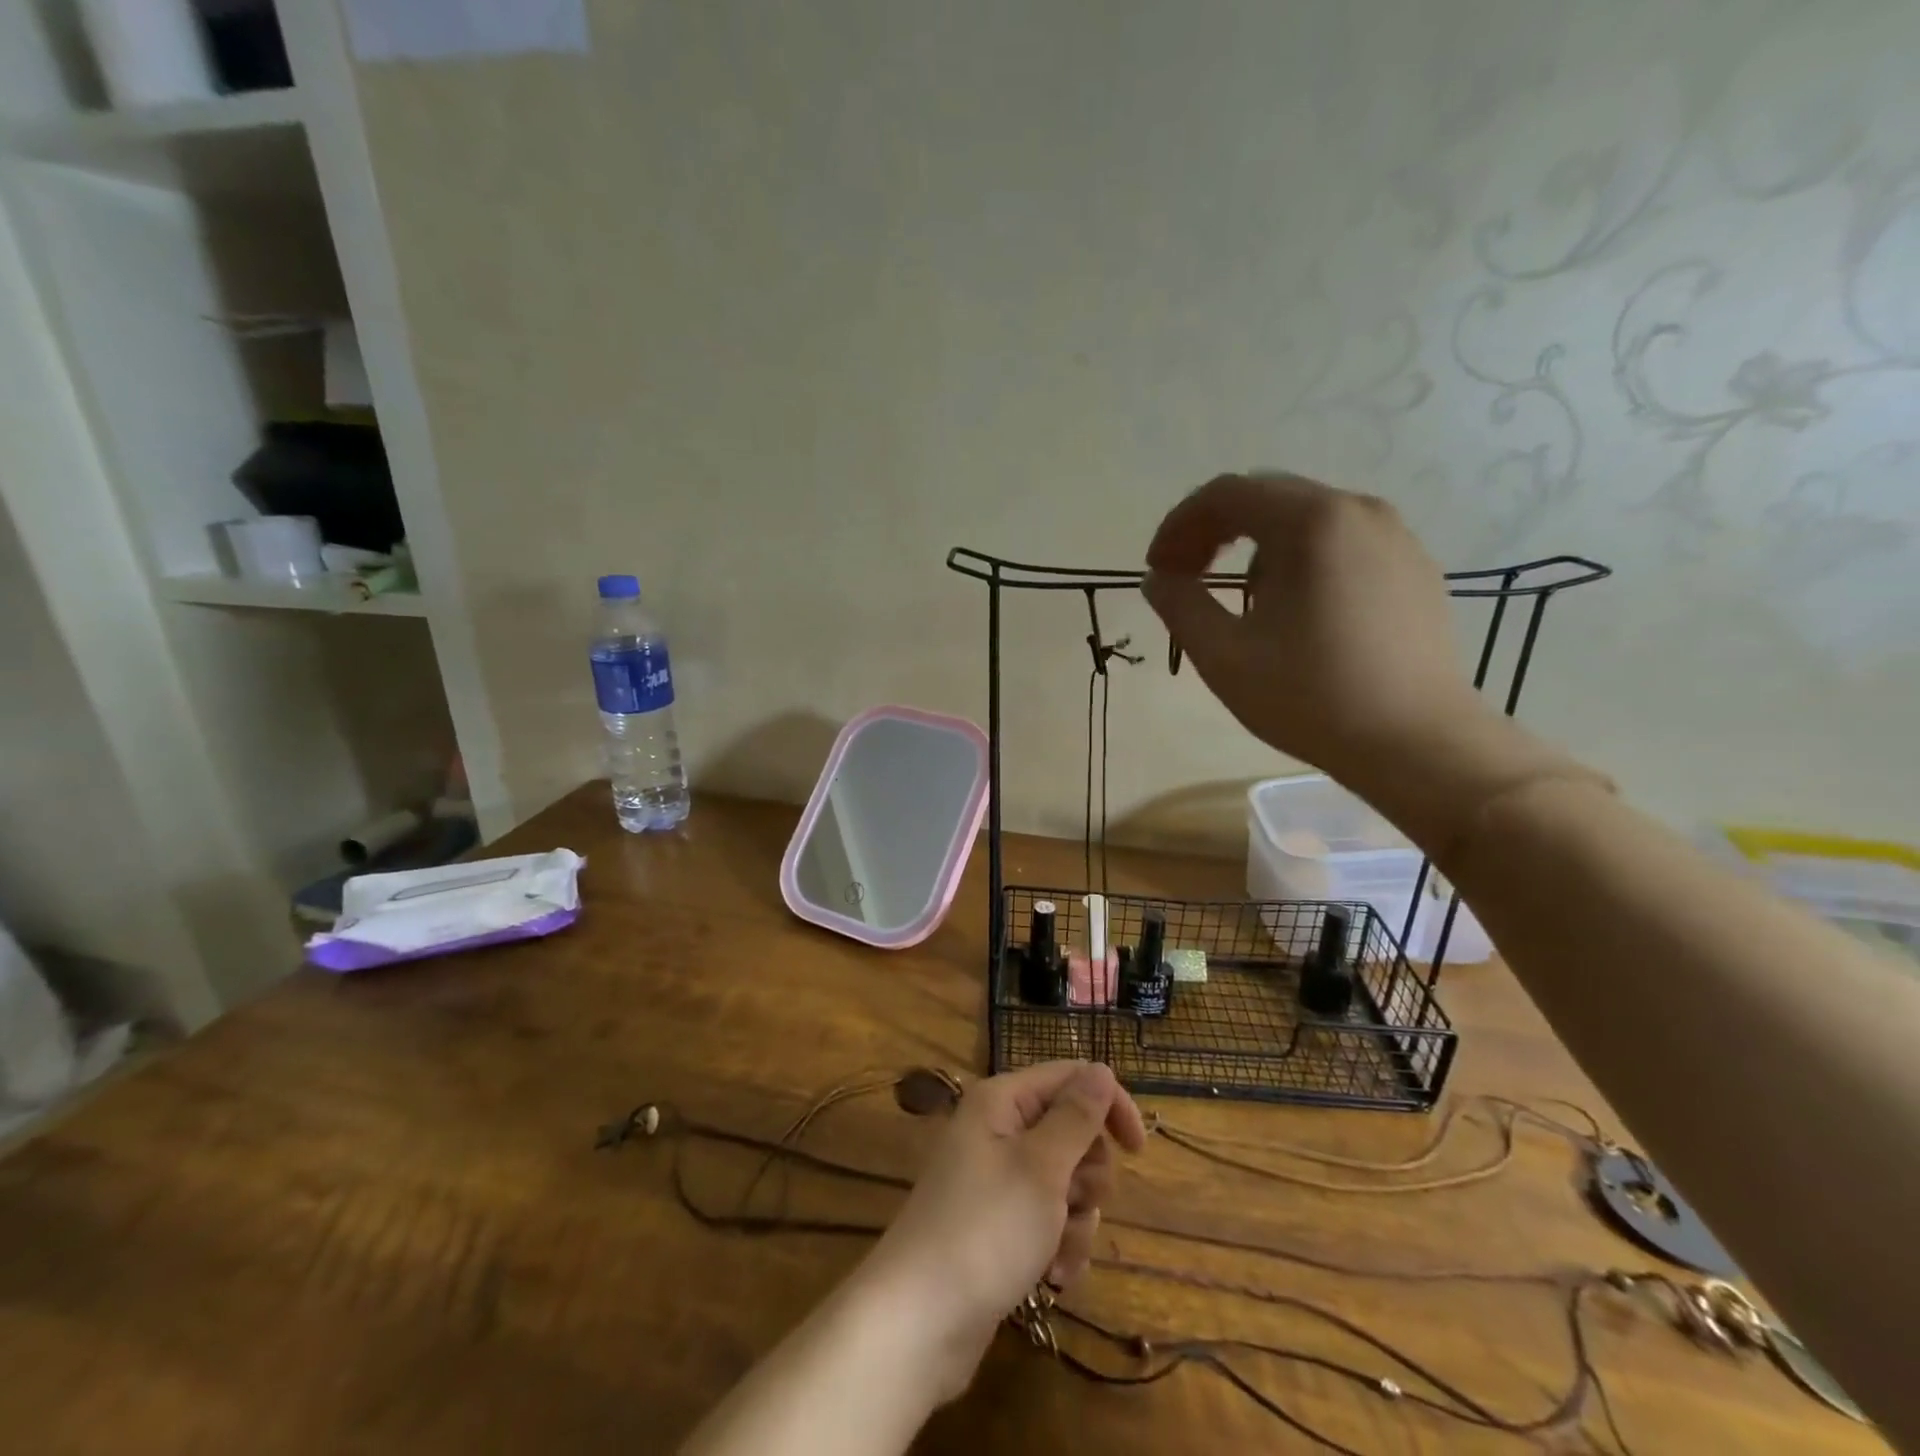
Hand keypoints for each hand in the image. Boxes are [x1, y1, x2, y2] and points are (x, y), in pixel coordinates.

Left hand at [861, 1061, 1145, 1399]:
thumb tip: (1102, 1069)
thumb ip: (1077, 1116)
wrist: (919, 1321)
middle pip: (1072, 1133)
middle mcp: (998, 1130)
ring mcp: (997, 1180)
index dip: (1108, 1105)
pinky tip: (1050, 1277)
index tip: (1138, 1150)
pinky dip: (1058, 1245)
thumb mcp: (1042, 1167)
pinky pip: (1048, 1220)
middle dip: (1086, 1175)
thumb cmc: (986, 1229)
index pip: (1070, 1078)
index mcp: (1002, 1101)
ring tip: (1054, 1252)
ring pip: (1066, 1182)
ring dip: (1075, 1220)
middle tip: (1073, 1202)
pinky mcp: (1000, 1224)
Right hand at [1141, 474, 1573, 847]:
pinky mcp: (1413, 569)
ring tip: (1238, 602)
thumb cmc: (1311, 697)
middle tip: (1184, 578)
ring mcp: (1395, 538)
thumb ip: (1180, 605)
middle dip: (1213, 532)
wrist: (1417, 743)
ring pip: (1305, 520)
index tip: (1156, 569)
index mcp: (1312, 522)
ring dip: (1255, 547)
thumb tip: (1158, 578)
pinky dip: (1299, 560)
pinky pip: (1341, 544)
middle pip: (1267, 497)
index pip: (1226, 493)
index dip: (1179, 525)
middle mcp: (1358, 511)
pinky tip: (1292, 612)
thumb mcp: (1224, 655)